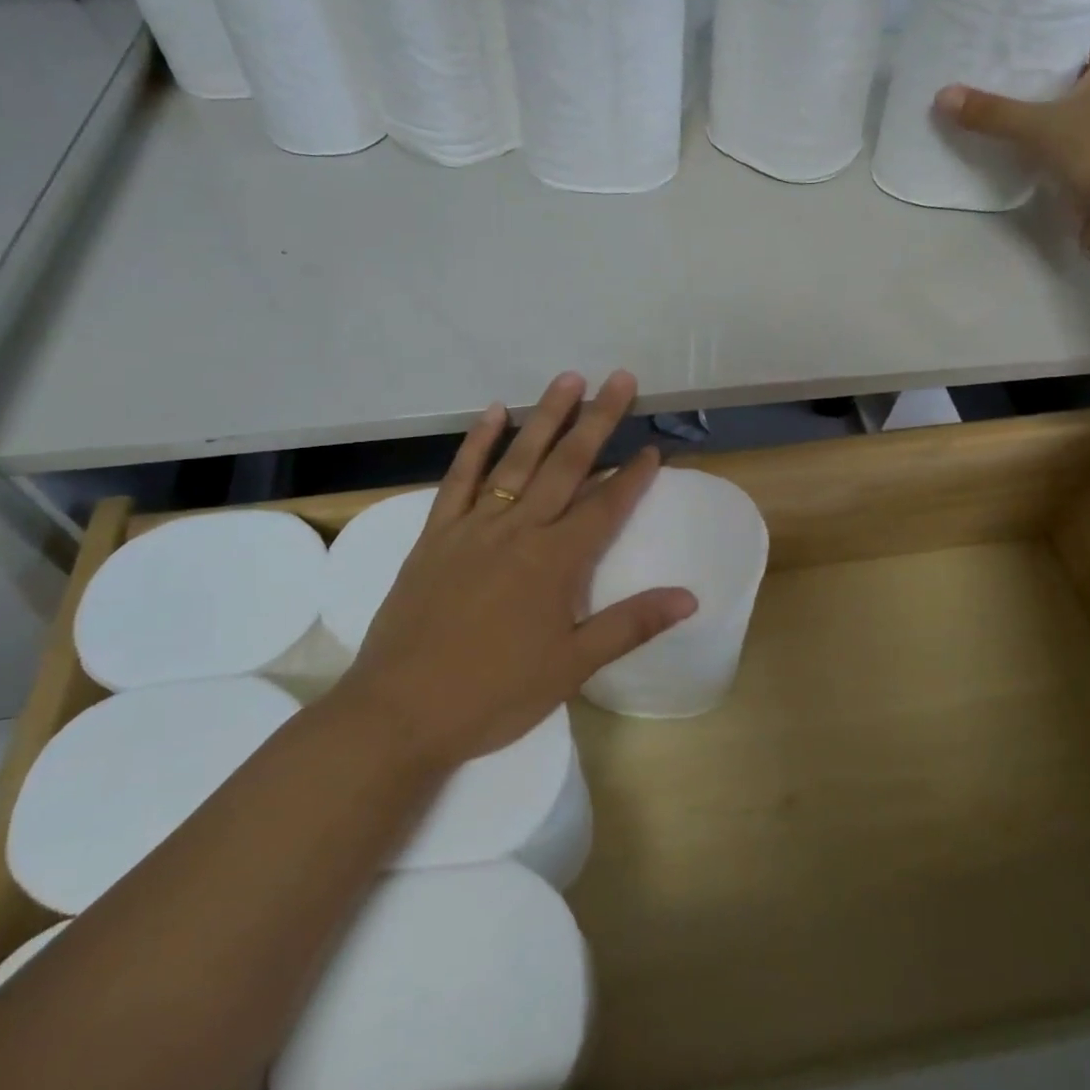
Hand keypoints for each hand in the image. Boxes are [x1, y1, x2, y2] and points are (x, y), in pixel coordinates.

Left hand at [331, 370, 695, 771]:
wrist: (399, 711)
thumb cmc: (494, 694)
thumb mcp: (571, 667)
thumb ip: (631, 624)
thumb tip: (690, 597)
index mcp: (555, 562)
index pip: (604, 507)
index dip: (633, 477)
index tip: (653, 447)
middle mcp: (519, 530)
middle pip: (566, 466)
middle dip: (597, 421)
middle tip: (620, 379)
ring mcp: (474, 527)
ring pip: (517, 460)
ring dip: (546, 417)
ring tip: (568, 379)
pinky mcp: (436, 534)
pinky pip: (459, 478)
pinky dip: (477, 443)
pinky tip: (492, 412)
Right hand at [934, 24, 1089, 209]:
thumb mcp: (1039, 125)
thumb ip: (993, 113)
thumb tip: (943, 94)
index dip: (1087, 28)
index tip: (1054, 27)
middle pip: (1084, 75)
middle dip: (1054, 70)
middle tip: (1013, 65)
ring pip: (1070, 113)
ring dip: (1044, 110)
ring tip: (1002, 103)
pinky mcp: (1088, 168)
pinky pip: (1060, 148)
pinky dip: (1040, 146)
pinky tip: (1012, 146)